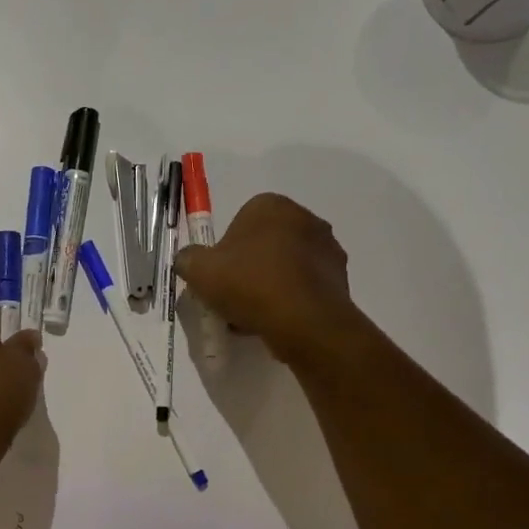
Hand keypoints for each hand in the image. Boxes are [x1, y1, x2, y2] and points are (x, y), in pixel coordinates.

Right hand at [174, 193, 368, 365]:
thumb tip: (190, 260)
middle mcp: (305, 218)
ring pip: (286, 266)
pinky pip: (304, 286)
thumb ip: (188, 258)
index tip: (219, 276)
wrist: (304, 322)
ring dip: (269, 285)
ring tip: (252, 316)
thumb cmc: (249, 284)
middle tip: (233, 296)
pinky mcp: (340, 278)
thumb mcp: (199, 270)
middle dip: (249, 267)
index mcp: (271, 206)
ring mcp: (327, 248)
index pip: (240, 222)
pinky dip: (290, 300)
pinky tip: (275, 322)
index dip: (225, 251)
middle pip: (265, 243)